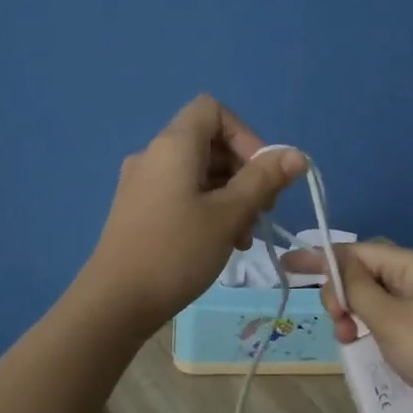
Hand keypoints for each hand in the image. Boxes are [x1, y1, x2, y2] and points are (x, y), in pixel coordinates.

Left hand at [80, 96, 306, 328]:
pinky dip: (207, 208)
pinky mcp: (139, 210)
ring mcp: (143, 183)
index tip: (262, 173)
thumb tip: (297, 154)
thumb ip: (264, 180)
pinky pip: (182, 194)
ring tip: (244, 236)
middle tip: (263, 211)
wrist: (115, 302)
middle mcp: (154, 155)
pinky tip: (221, 242)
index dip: (245, 134)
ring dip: (230, 196)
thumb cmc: (176, 252)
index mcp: (173, 146)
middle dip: (244, 172)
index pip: (213, 110)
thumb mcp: (229, 215)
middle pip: (210, 143)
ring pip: (199, 173)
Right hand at [289, 241, 412, 411]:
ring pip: (373, 301)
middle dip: (341, 294)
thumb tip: (339, 266)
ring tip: (349, 341)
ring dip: (354, 316)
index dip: (321, 257)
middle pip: (364, 274)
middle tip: (339, 324)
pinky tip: (364, 348)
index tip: (287, 265)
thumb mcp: (389, 318)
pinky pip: (387, 321)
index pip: (357, 250)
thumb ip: (358, 291)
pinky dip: (371, 331)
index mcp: (410, 265)